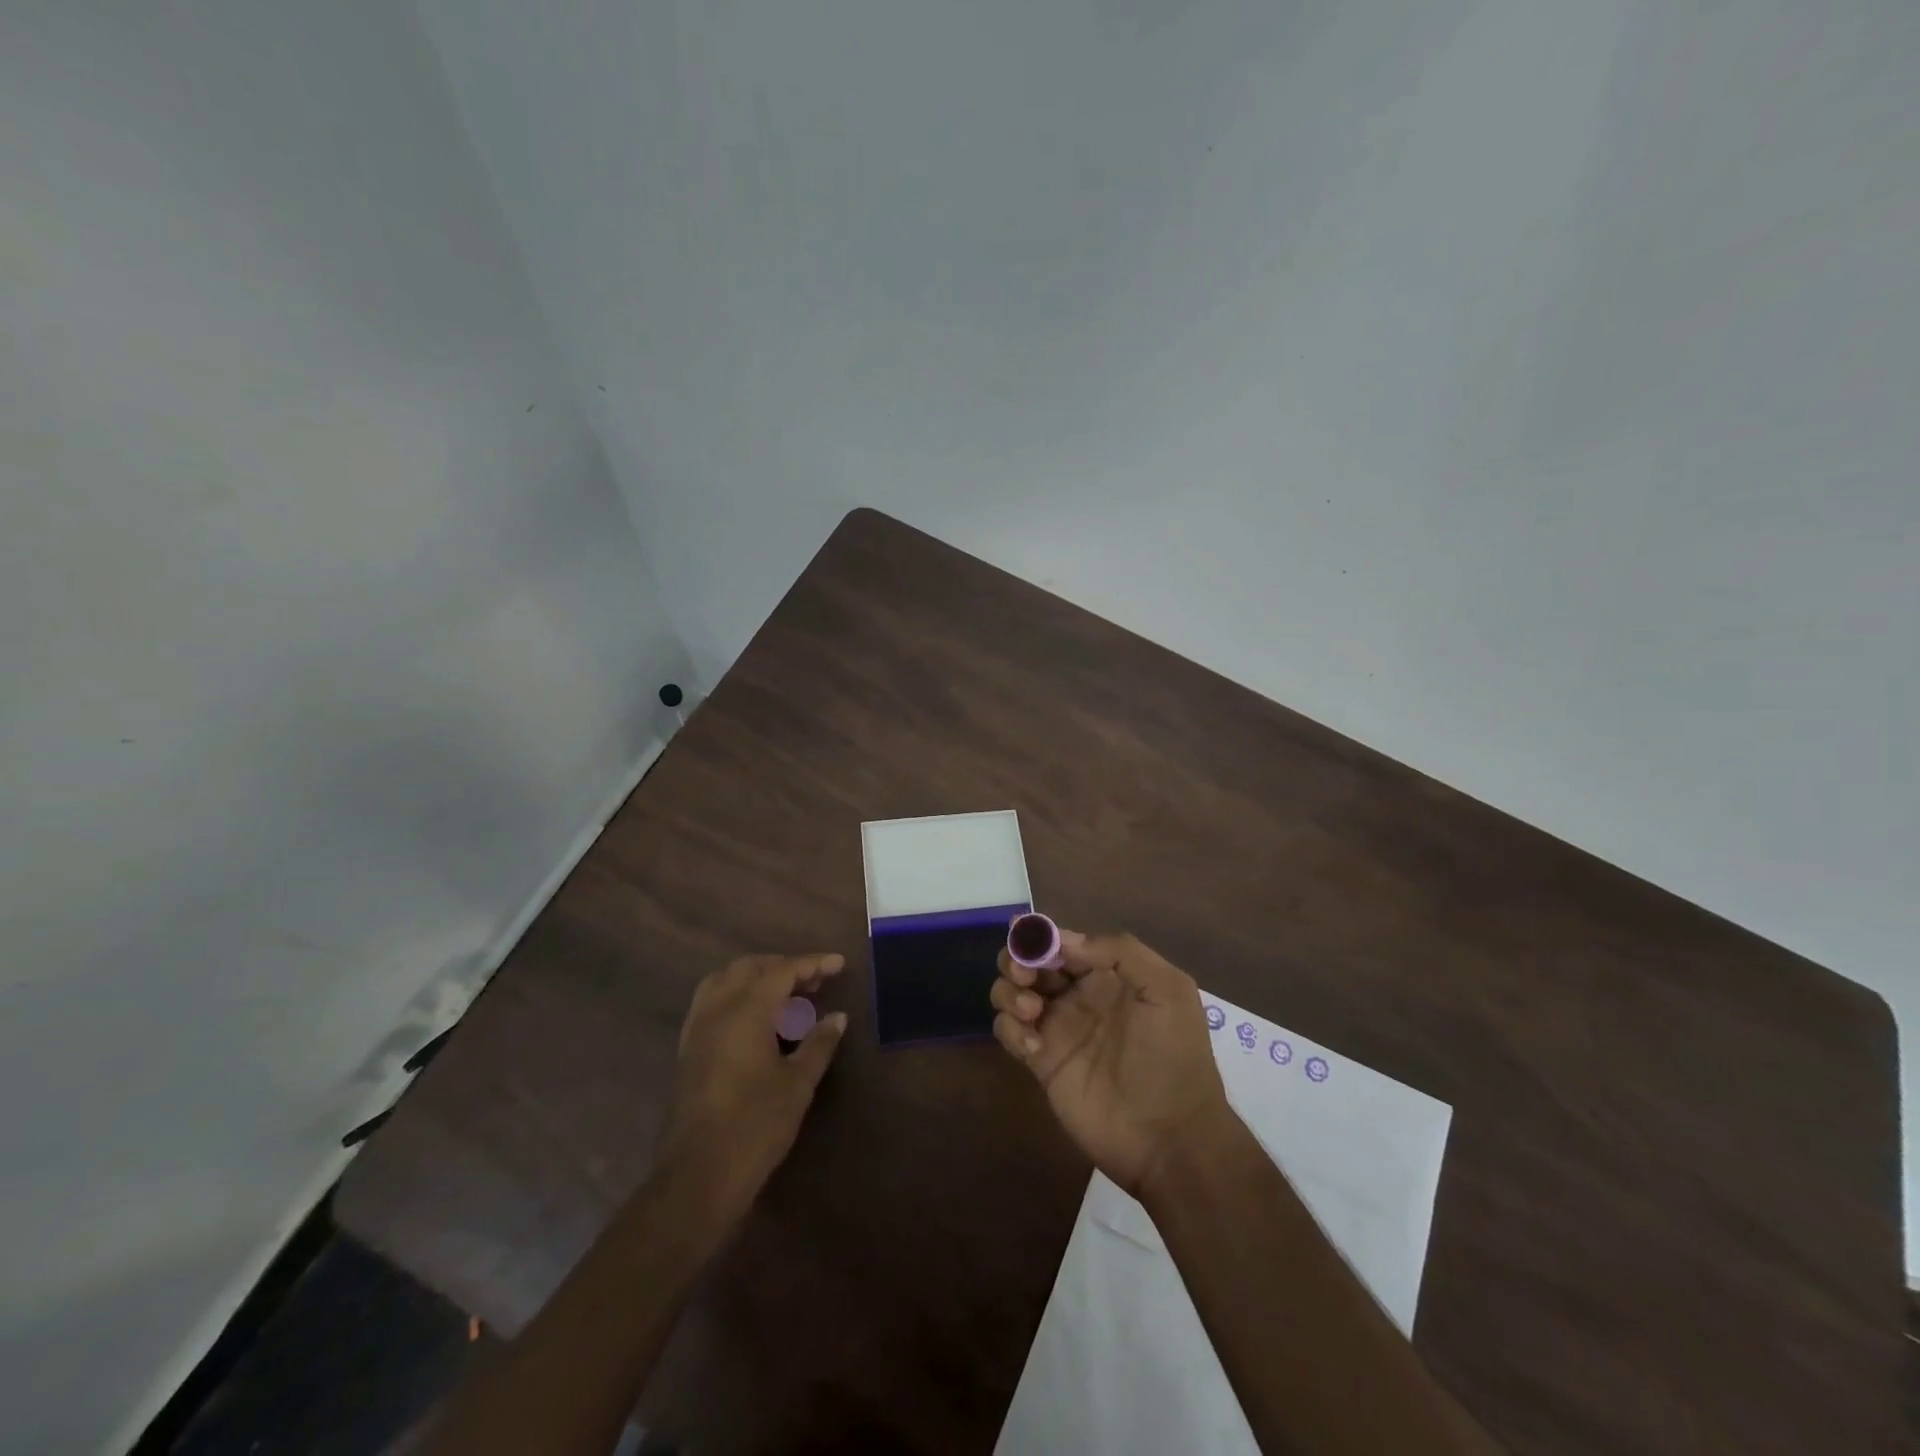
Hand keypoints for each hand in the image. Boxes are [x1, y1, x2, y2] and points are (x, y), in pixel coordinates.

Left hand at [656, 953, 848, 1224]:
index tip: (839, 964)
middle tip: (814, 982)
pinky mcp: (688, 1049)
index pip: (783, 971)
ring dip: (756, 977)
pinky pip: (711, 1002)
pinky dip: (736, 995)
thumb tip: (838, 1017)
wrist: (699, 1175)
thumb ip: (819, 1043)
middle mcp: (717, 1009)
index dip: (813, 963)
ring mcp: (697, 1028)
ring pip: (725, 980)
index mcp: (746, 1010)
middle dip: (784, 967)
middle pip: (750, 967)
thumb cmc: (755, 1125)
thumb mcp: (798, 1083)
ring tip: (785, 995)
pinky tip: (755, 1019)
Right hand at [992, 931, 1230, 1196]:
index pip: (1064, 941)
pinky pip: (1008, 1031)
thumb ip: (1121, 952)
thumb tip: (1064, 940)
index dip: (1043, 936)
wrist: (1170, 1137)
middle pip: (1030, 961)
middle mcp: (1078, 995)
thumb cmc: (1173, 1056)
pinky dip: (1010, 1029)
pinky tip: (1035, 1047)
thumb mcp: (1167, 989)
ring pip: (1011, 991)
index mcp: (1108, 974)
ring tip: (1031, 1010)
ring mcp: (1057, 1028)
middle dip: (1018, 958)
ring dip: (1009, 991)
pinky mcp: (1041, 1061)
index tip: (1033, 942)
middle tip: (1025, 975)